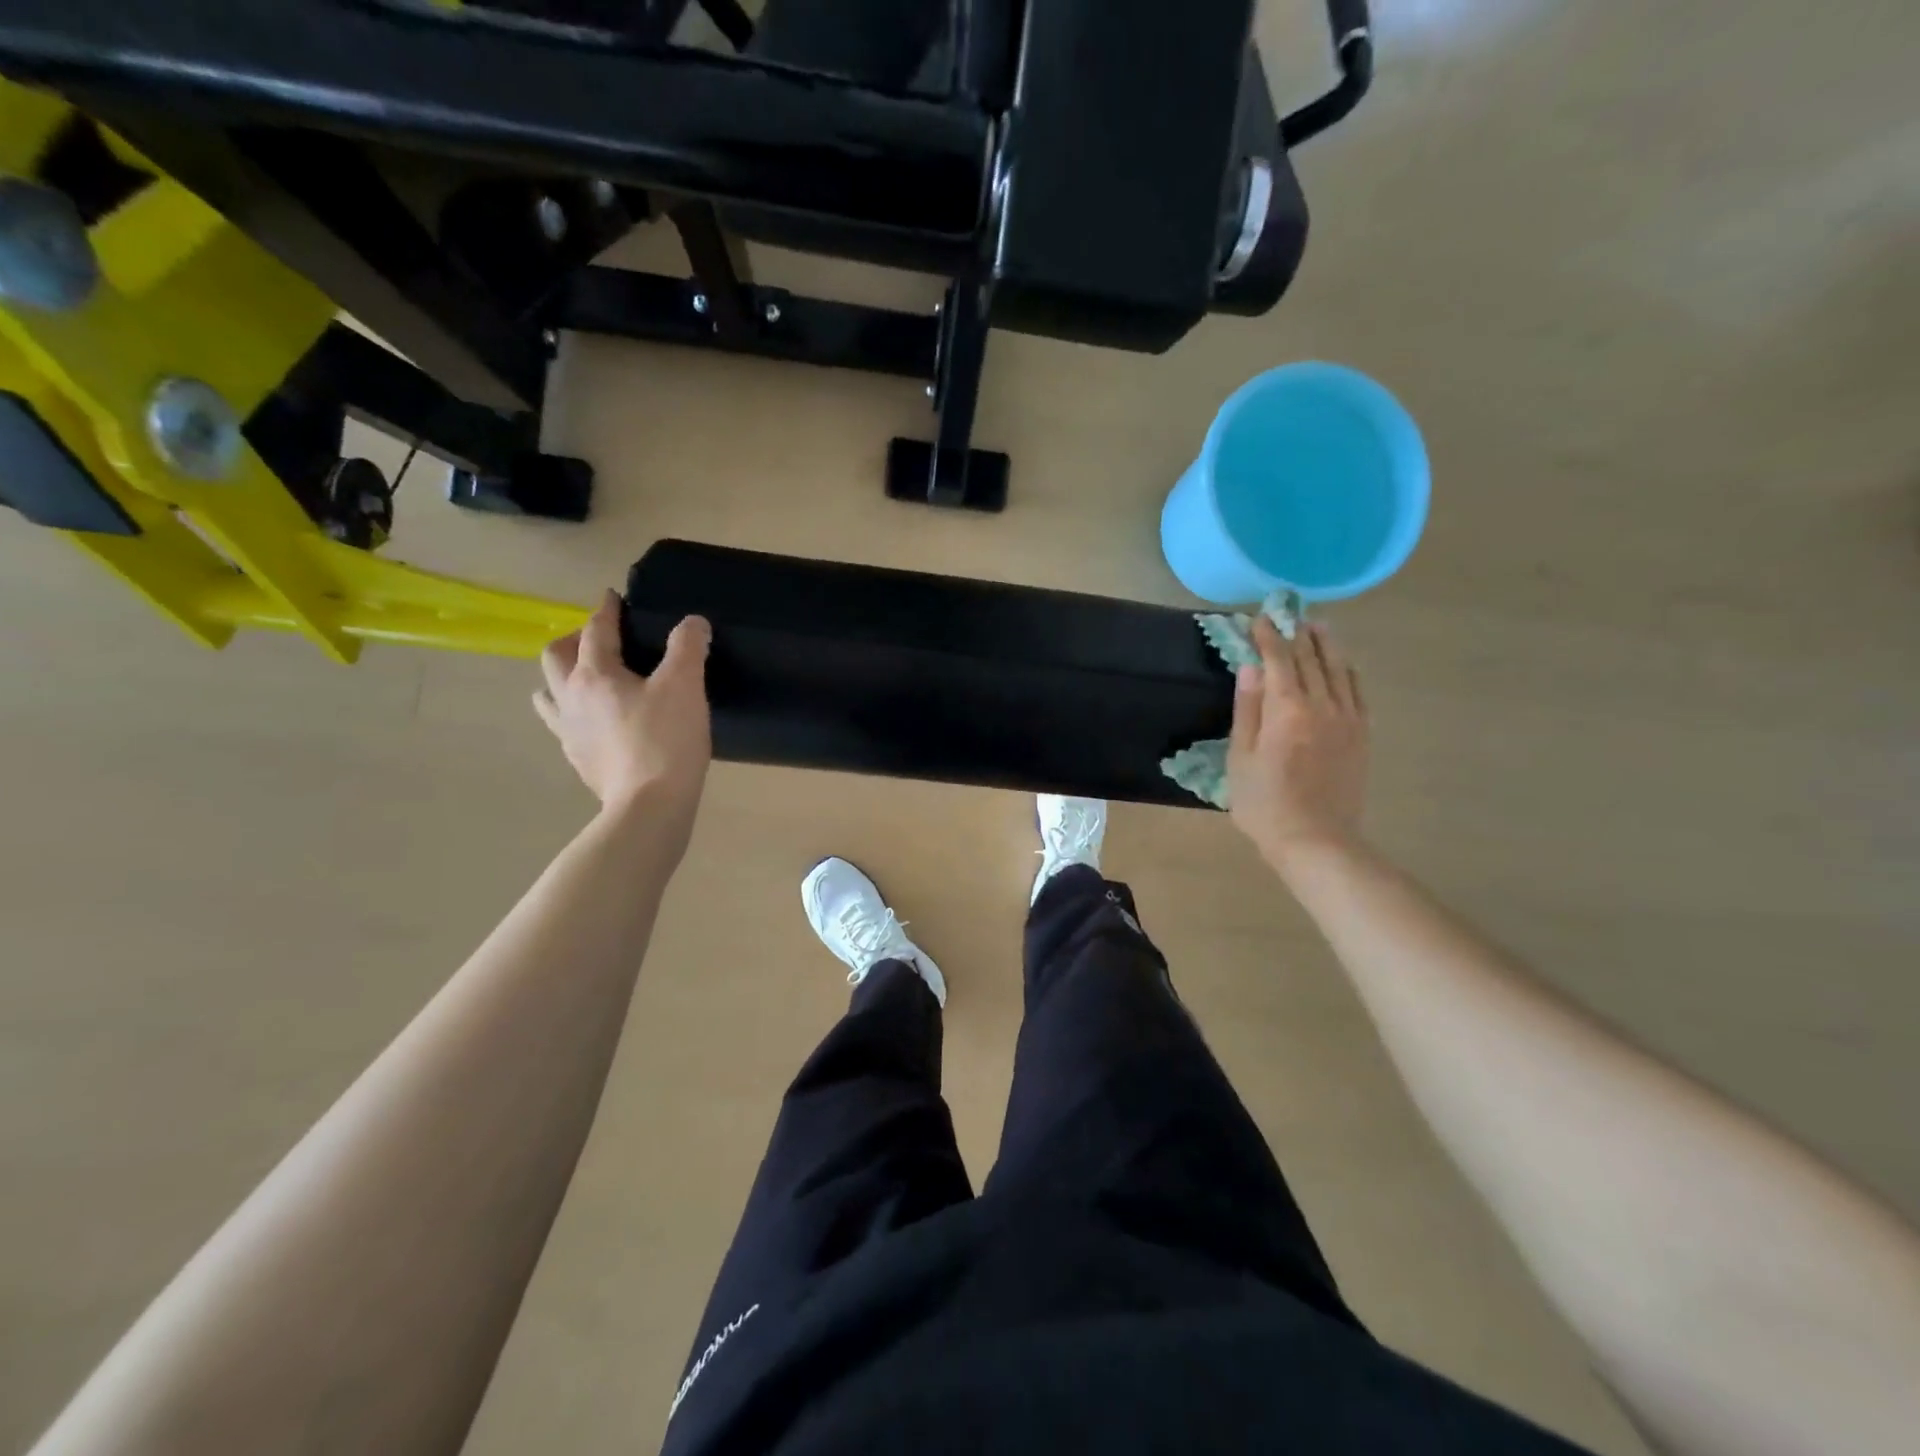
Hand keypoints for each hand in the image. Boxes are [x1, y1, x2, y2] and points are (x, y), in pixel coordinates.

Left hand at [534, 591, 712, 822]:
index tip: (612, 597)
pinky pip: (564, 727)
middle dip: (574, 640)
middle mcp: (570, 698)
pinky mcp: (579, 760)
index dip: (606, 610)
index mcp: (594, 675)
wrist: (649, 806)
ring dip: (562, 678)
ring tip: (586, 680)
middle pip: (555, 657)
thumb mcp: (686, 686)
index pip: (595, 630)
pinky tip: (597, 723)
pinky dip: (574, 713)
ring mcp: (569, 733)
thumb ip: (688, 647)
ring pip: (548, 694)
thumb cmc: (666, 740)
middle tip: (599, 640)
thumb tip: (692, 622)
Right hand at [1228, 617, 1370, 872]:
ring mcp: (1348, 718)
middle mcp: (1322, 705)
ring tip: (1317, 627)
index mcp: (1287, 709)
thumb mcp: (1240, 758)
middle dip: (1296, 634)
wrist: (1316, 840)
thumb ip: (1247, 709)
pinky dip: (1347, 671)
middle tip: (1287, 615)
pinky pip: (1357, 691)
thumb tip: (1251, 667)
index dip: (1267, 637)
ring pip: (1339, 669)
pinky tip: (1342, 665)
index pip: (1278, 660)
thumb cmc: (1264, 803)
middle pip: (1311, 658)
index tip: (1258, 619)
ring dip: (1326, 645)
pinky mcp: (1362, 734)